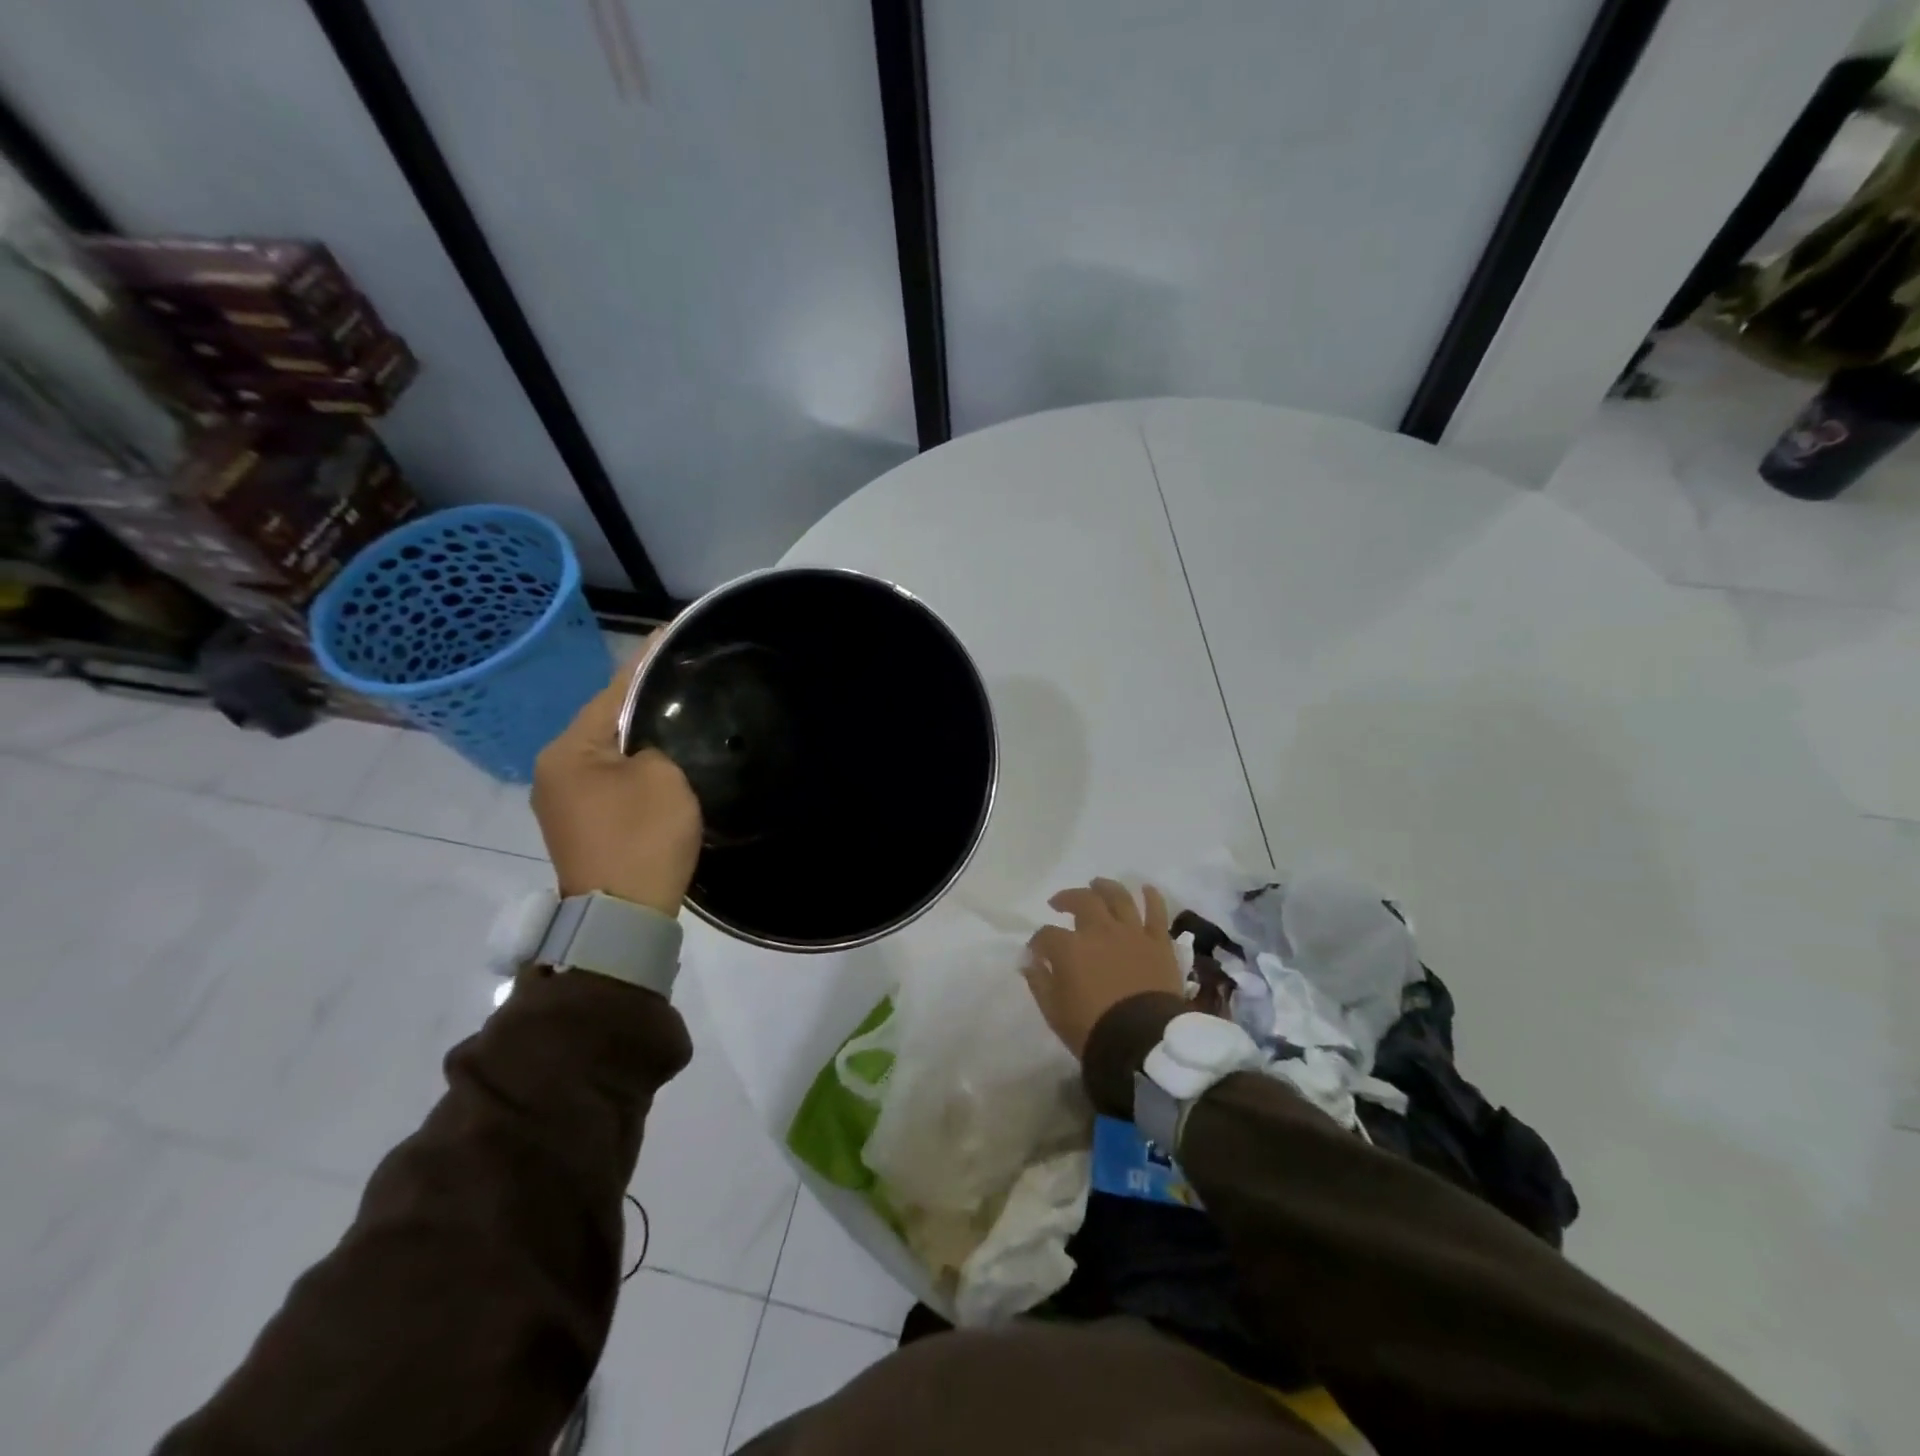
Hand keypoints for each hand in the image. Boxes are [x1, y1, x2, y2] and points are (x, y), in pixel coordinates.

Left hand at [532, 633, 702, 915]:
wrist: (621, 916)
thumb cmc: (641, 838)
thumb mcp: (663, 778)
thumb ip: (658, 743)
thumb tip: (653, 745)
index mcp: (568, 750)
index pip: (614, 691)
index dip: (647, 661)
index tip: (671, 632)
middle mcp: (555, 769)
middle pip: (607, 720)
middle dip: (644, 698)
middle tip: (683, 675)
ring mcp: (564, 799)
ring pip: (610, 750)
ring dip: (641, 734)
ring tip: (679, 710)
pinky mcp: (582, 822)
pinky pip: (612, 777)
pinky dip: (637, 763)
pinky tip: (664, 755)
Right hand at [1023, 878, 1181, 1058]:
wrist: (1144, 1042)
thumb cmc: (1093, 1029)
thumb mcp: (1054, 1011)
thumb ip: (1039, 981)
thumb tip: (1029, 961)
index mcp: (1070, 948)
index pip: (1046, 935)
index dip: (1038, 941)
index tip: (1036, 952)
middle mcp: (1100, 930)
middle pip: (1082, 901)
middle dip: (1067, 898)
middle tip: (1060, 903)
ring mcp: (1132, 933)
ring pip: (1118, 897)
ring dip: (1105, 888)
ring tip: (1097, 885)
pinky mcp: (1158, 942)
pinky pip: (1156, 912)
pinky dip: (1151, 897)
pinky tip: (1145, 889)